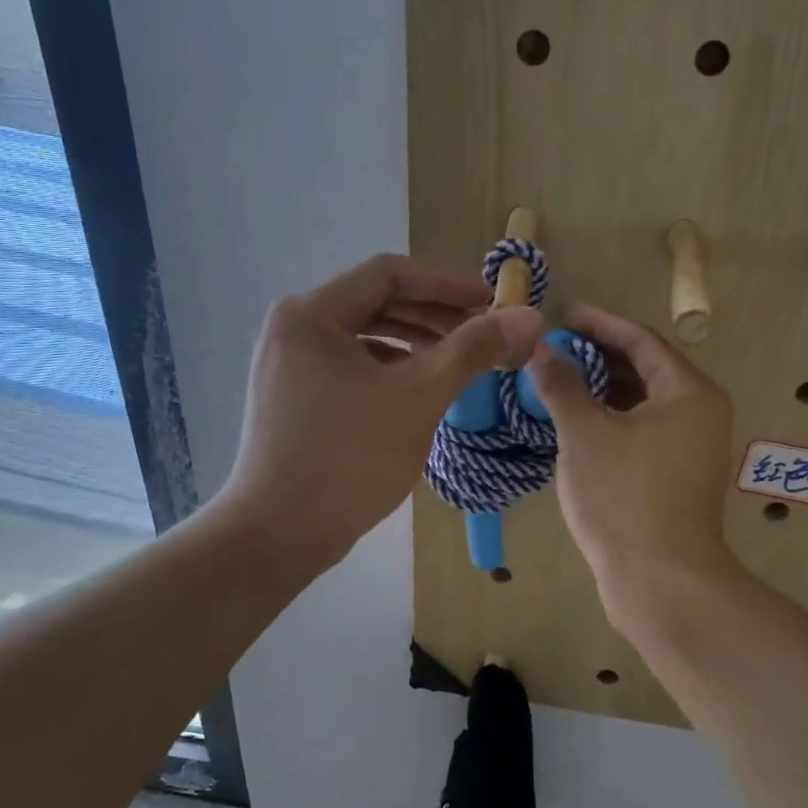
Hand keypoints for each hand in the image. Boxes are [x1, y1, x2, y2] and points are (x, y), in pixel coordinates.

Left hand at [218, 254, 542, 567]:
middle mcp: (293, 326)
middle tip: (480, 333)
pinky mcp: (291, 395)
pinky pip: (348, 364)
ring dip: (413, 341)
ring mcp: (287, 363)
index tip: (490, 303)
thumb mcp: (419, 397)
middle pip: (374, 302)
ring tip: (456, 359)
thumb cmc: (349, 458)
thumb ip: (472, 350)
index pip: (389, 274)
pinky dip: (387, 368)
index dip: (446, 283)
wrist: (278, 534)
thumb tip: (529, 317)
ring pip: (362, 335)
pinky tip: (418, 387)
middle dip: (432, 314)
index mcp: (312, 312)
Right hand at [525, 306, 738, 610]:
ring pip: (644, 402)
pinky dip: (613, 419)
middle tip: (555, 348)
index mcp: (688, 392)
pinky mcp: (679, 476)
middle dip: (600, 356)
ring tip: (560, 380)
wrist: (661, 580)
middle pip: (647, 368)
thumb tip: (541, 349)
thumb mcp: (585, 434)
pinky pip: (644, 430)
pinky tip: (579, 422)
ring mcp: (693, 447)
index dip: (599, 323)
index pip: (641, 340)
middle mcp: (700, 413)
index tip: (562, 314)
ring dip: (604, 388)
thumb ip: (563, 385)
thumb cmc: (623, 496)